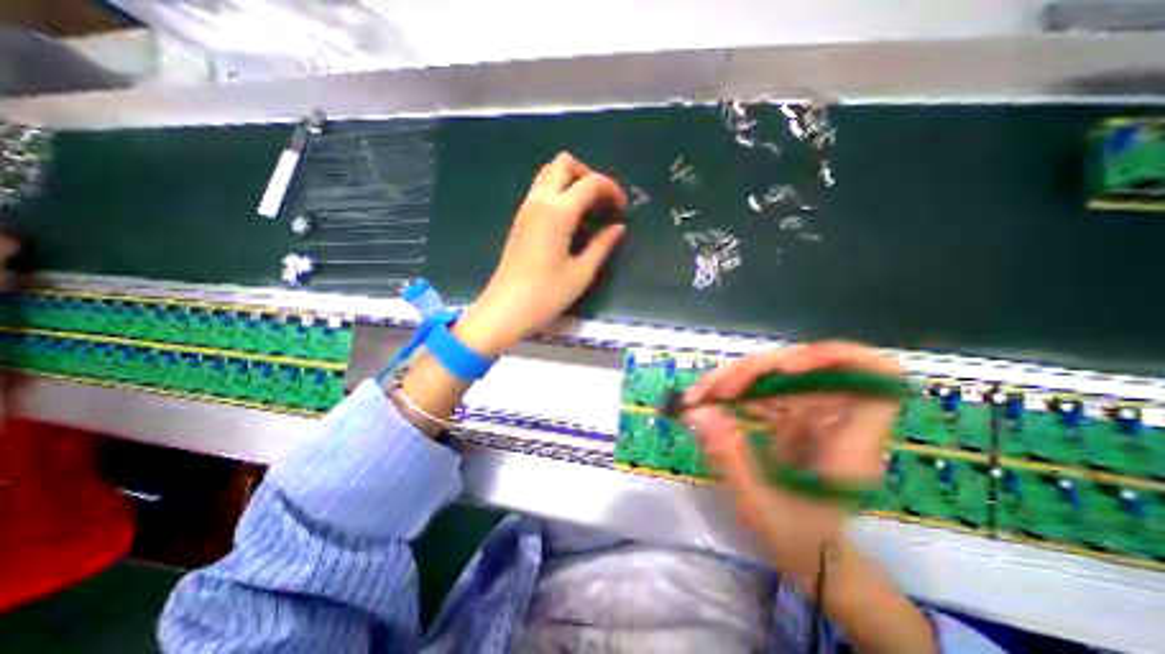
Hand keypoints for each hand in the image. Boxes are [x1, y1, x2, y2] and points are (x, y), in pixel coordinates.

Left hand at [453, 150, 627, 358]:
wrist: (505, 309)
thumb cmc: (546, 294)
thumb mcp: (582, 272)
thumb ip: (602, 245)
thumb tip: (618, 227)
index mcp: (558, 212)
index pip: (590, 182)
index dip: (612, 189)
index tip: (622, 209)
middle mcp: (539, 201)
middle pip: (563, 163)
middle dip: (588, 174)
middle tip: (602, 202)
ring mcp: (525, 209)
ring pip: (548, 174)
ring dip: (571, 181)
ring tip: (588, 210)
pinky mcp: (519, 220)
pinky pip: (540, 191)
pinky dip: (558, 193)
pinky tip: (569, 220)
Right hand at [679, 343, 903, 586]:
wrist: (810, 551)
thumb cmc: (797, 538)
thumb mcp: (758, 505)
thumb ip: (727, 456)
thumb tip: (696, 412)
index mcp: (850, 444)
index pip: (877, 378)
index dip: (836, 358)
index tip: (787, 367)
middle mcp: (836, 419)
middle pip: (804, 367)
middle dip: (753, 371)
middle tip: (712, 390)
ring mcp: (813, 414)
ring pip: (777, 373)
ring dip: (735, 378)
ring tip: (699, 394)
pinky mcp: (792, 414)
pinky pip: (764, 389)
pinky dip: (734, 391)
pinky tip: (709, 401)